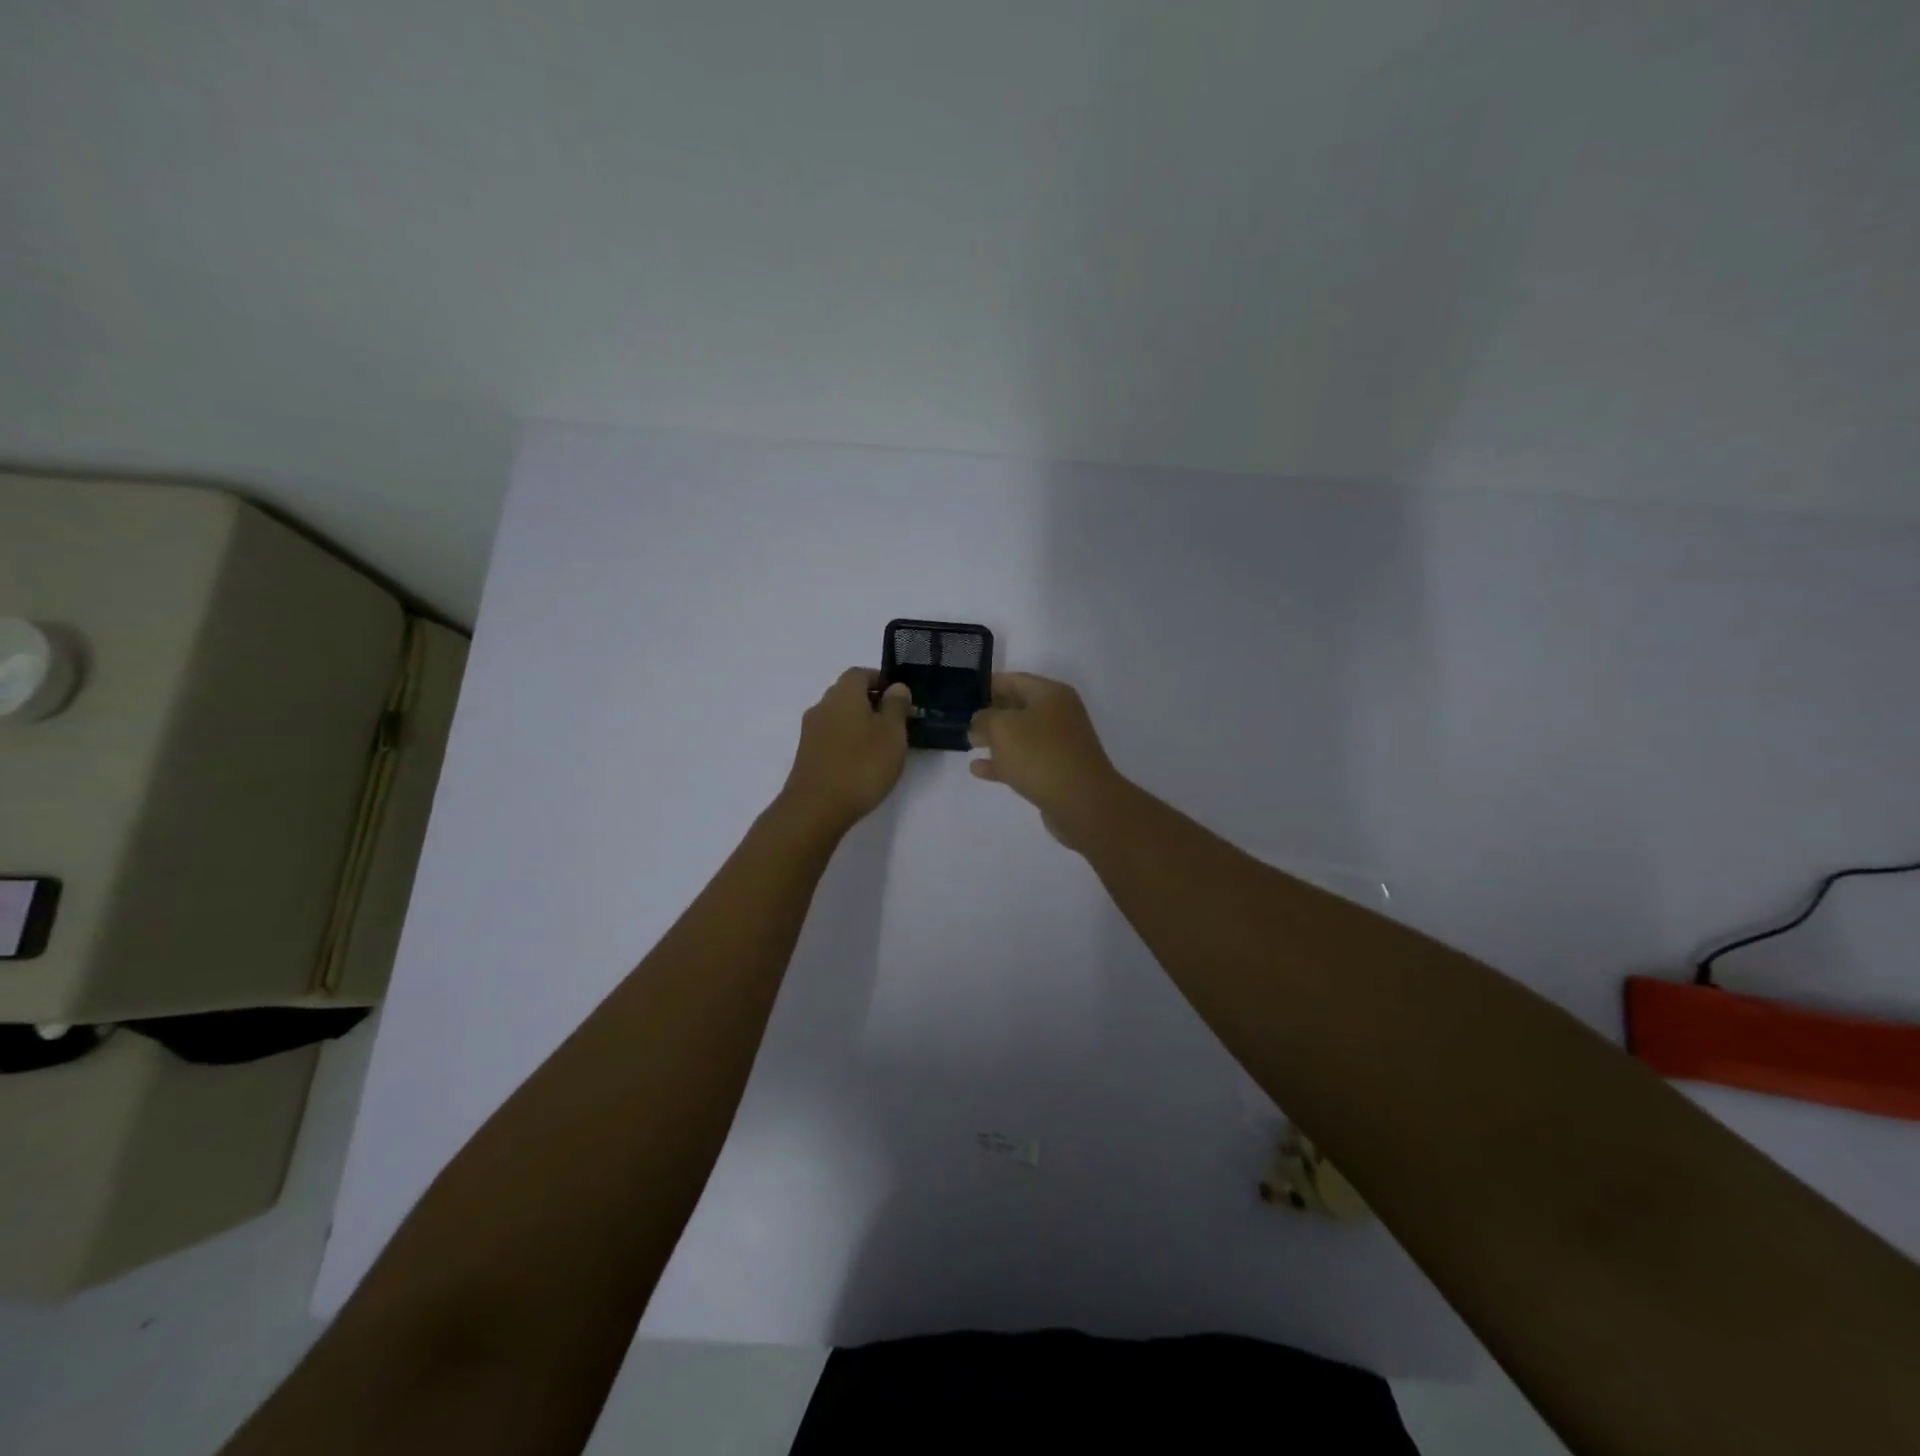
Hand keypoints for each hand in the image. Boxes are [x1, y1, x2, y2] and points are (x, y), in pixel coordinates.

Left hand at [777, 669, 912, 834]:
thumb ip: (896, 706)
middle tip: (896, 723)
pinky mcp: (807, 754)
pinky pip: (832, 737)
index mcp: (843, 694)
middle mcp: (822, 706)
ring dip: (859, 724)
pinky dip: (848, 741)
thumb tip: (896, 687)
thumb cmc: (861, 765)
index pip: (861, 673)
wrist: (816, 808)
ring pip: (839, 717)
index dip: (881, 681)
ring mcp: (811, 731)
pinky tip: (861, 762)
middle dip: (872, 703)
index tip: (900, 699)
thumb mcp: (891, 733)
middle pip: (848, 694)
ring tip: (882, 746)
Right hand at [968, 673, 1123, 849]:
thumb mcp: (1002, 728)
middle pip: (1018, 707)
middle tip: (963, 719)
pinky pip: (1025, 761)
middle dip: (991, 713)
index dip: (988, 685)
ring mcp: (1060, 744)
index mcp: (1050, 694)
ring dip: (996, 739)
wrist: (1082, 802)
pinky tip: (979, 770)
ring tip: (969, 743)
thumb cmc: (1040, 754)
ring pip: (1021, 736)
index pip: (1014, 680)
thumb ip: (984, 719)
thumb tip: (981, 721)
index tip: (965, 692)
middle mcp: (1059, 714)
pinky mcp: (1057, 771)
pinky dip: (1003, 762)